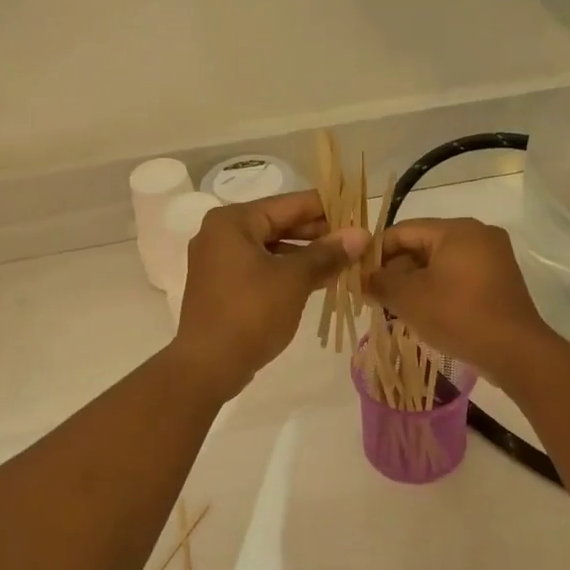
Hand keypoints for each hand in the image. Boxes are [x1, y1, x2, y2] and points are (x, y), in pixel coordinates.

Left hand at [171, 191, 368, 398]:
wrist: (208, 365)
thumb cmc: (251, 313)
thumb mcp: (294, 279)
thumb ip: (327, 254)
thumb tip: (362, 235)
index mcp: (233, 221)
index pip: (289, 203)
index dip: (327, 208)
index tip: (358, 211)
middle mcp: (221, 234)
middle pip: (279, 224)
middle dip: (318, 233)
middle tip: (356, 240)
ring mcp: (219, 262)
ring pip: (272, 249)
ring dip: (306, 255)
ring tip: (344, 261)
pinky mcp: (223, 287)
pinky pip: (261, 269)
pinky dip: (288, 272)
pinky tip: (318, 281)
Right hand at [366, 218, 557, 384]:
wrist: (514, 351)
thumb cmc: (457, 315)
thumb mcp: (408, 298)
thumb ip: (379, 282)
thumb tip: (362, 278)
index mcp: (456, 229)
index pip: (403, 230)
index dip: (376, 252)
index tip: (358, 276)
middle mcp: (478, 235)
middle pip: (423, 244)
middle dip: (396, 269)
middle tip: (374, 295)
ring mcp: (493, 258)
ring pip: (440, 263)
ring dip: (415, 282)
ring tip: (394, 307)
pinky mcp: (500, 282)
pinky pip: (459, 277)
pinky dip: (438, 289)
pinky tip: (423, 312)